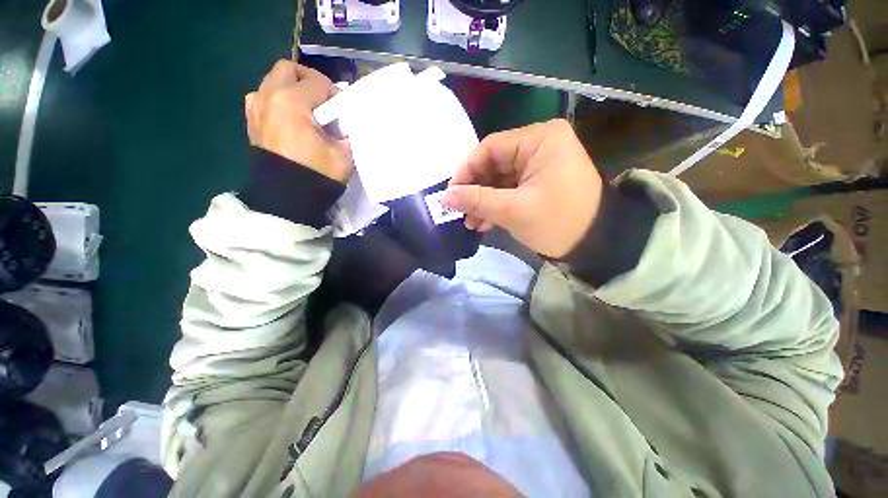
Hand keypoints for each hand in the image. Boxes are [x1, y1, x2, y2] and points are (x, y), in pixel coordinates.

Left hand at [245, 60, 350, 181]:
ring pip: (271, 81)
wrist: (287, 198)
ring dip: (290, 88)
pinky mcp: (251, 123)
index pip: (318, 83)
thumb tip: (342, 127)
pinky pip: (261, 99)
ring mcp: (255, 109)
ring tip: (305, 109)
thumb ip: (345, 133)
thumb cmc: (317, 174)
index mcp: (291, 101)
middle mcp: (268, 97)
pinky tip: (287, 118)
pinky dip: (275, 101)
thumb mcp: (343, 155)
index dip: (335, 94)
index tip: (343, 111)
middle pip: (287, 69)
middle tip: (323, 100)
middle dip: (308, 79)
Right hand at [441, 119, 602, 257]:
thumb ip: (476, 200)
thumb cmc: (558, 222)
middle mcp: (541, 144)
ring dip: (484, 201)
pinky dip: (497, 204)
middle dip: (475, 191)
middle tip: (460, 213)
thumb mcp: (513, 211)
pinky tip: (485, 222)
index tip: (450, 194)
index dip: (466, 171)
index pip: (490, 148)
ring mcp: (541, 162)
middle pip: (494, 164)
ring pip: (500, 178)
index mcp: (540, 139)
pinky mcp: (541, 179)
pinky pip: (511, 187)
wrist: (598, 243)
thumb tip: (444, 197)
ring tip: (471, 223)